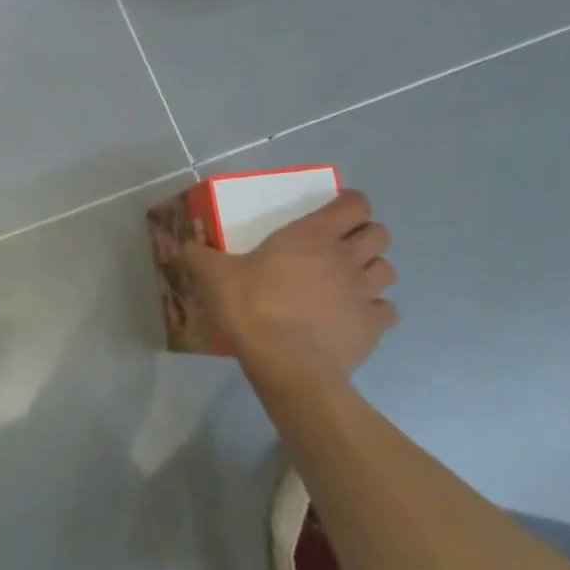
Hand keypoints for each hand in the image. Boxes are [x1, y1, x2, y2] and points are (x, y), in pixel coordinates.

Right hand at [179, 189, 398, 382]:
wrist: (287, 366)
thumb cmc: (252, 308)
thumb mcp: (212, 276)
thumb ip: (197, 256)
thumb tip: (181, 245)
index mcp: (312, 237)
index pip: (353, 204)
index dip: (349, 202)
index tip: (334, 209)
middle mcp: (346, 259)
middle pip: (379, 234)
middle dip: (364, 235)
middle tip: (340, 246)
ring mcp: (365, 294)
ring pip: (388, 270)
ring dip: (372, 271)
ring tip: (348, 281)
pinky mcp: (373, 327)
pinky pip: (386, 310)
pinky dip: (374, 310)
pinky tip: (352, 316)